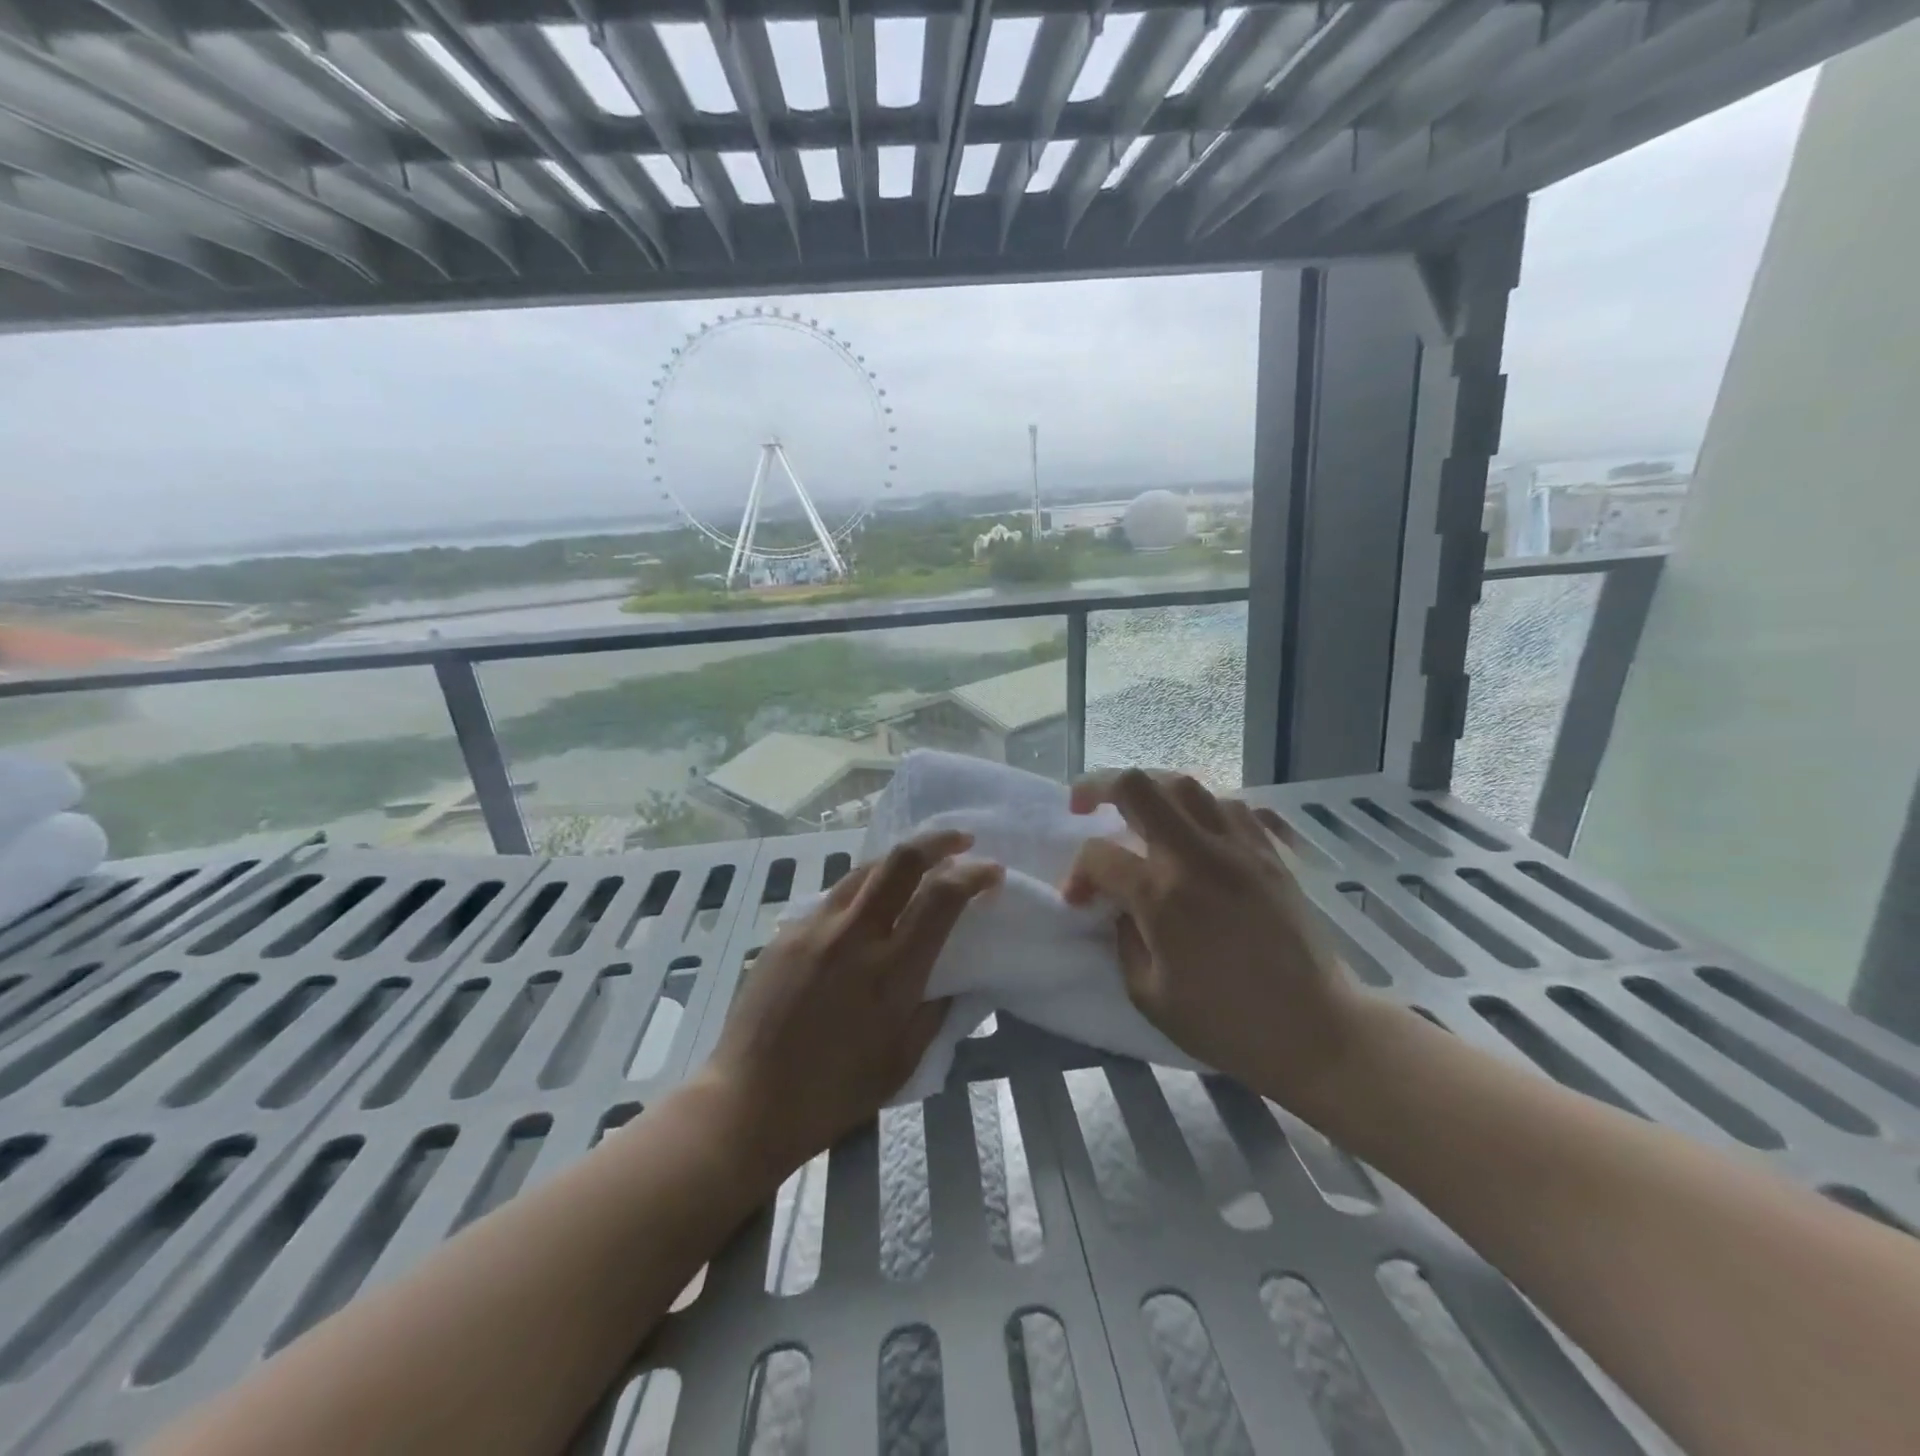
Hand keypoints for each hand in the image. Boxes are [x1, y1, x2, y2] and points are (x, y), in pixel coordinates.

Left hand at [700, 829, 1002, 1178]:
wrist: (748, 1102)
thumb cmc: (835, 1094)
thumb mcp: (904, 1061)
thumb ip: (935, 1010)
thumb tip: (952, 976)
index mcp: (892, 972)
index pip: (941, 897)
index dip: (973, 874)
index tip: (991, 872)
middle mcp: (854, 935)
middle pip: (901, 860)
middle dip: (938, 840)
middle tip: (961, 840)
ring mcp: (815, 927)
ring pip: (865, 869)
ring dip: (900, 861)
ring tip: (918, 869)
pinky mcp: (786, 931)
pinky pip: (834, 897)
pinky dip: (864, 891)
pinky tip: (867, 910)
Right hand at [1061, 769, 1368, 1113]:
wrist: (1318, 1031)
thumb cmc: (1228, 1024)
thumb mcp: (1149, 995)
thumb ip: (1122, 939)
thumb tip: (1118, 905)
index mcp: (1163, 896)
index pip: (1100, 855)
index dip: (1077, 873)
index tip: (1078, 899)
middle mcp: (1198, 856)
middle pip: (1138, 787)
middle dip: (1097, 786)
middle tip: (1082, 804)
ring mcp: (1239, 847)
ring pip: (1185, 784)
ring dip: (1149, 787)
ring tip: (1135, 807)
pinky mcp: (1270, 852)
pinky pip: (1230, 804)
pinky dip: (1200, 804)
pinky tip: (1191, 823)